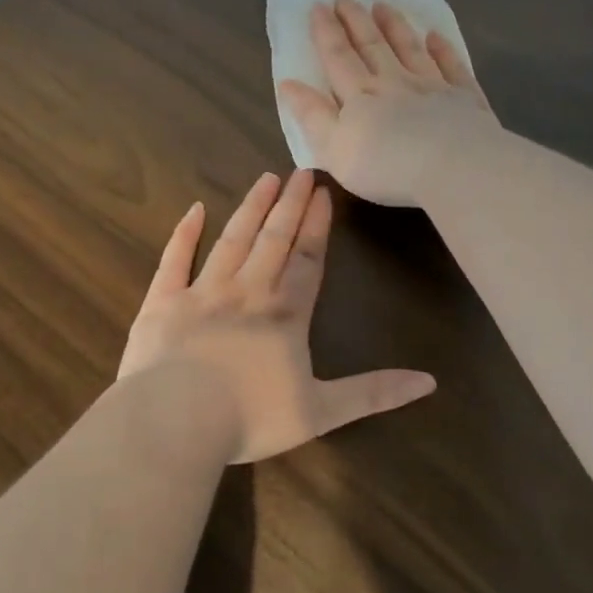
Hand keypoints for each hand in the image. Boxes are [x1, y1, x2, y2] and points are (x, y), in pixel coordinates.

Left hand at [118, 170, 434, 461]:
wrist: (175, 421)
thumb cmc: (249, 418)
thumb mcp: (321, 412)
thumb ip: (373, 393)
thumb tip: (429, 382)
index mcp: (284, 317)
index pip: (307, 262)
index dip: (317, 228)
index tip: (323, 194)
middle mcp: (246, 293)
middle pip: (273, 241)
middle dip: (289, 206)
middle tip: (300, 171)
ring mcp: (201, 293)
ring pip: (232, 241)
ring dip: (251, 209)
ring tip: (265, 179)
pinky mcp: (162, 302)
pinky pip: (174, 260)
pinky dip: (184, 233)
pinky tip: (195, 209)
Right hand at [278, 0, 500, 206]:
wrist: (453, 167)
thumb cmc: (386, 166)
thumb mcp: (334, 149)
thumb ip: (311, 115)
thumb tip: (287, 84)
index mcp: (360, 96)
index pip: (338, 58)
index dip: (326, 32)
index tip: (318, 5)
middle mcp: (394, 82)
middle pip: (372, 46)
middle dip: (356, 20)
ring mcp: (432, 87)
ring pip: (410, 48)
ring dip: (394, 26)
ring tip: (383, 5)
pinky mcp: (464, 98)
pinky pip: (451, 66)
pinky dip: (442, 49)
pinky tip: (436, 36)